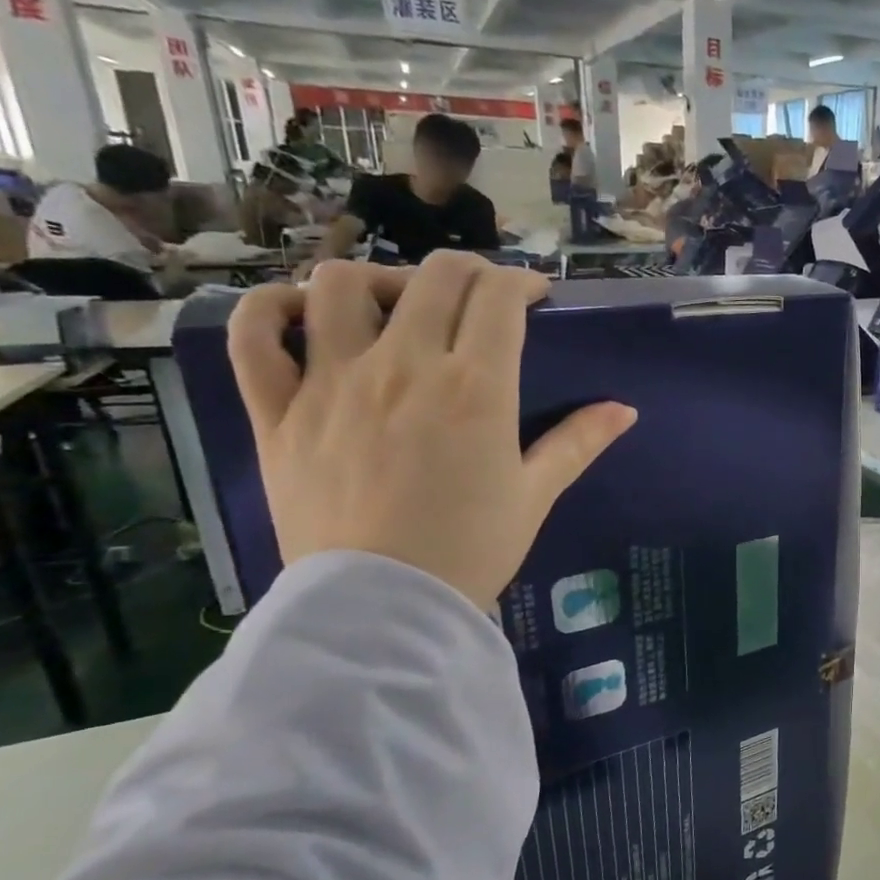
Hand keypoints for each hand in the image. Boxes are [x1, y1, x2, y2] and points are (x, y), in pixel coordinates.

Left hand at [226, 253, 636, 610]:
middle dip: (468, 271)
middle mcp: (403, 367)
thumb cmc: (471, 550)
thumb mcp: (535, 495)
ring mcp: (332, 383)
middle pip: (433, 277)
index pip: (498, 297)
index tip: (534, 296)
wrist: (383, 609)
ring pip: (340, 285)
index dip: (521, 282)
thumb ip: (578, 443)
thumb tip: (624, 410)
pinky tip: (302, 317)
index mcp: (474, 388)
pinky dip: (272, 310)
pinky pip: (255, 336)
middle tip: (481, 296)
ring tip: (396, 306)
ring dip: (377, 280)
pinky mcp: (278, 411)